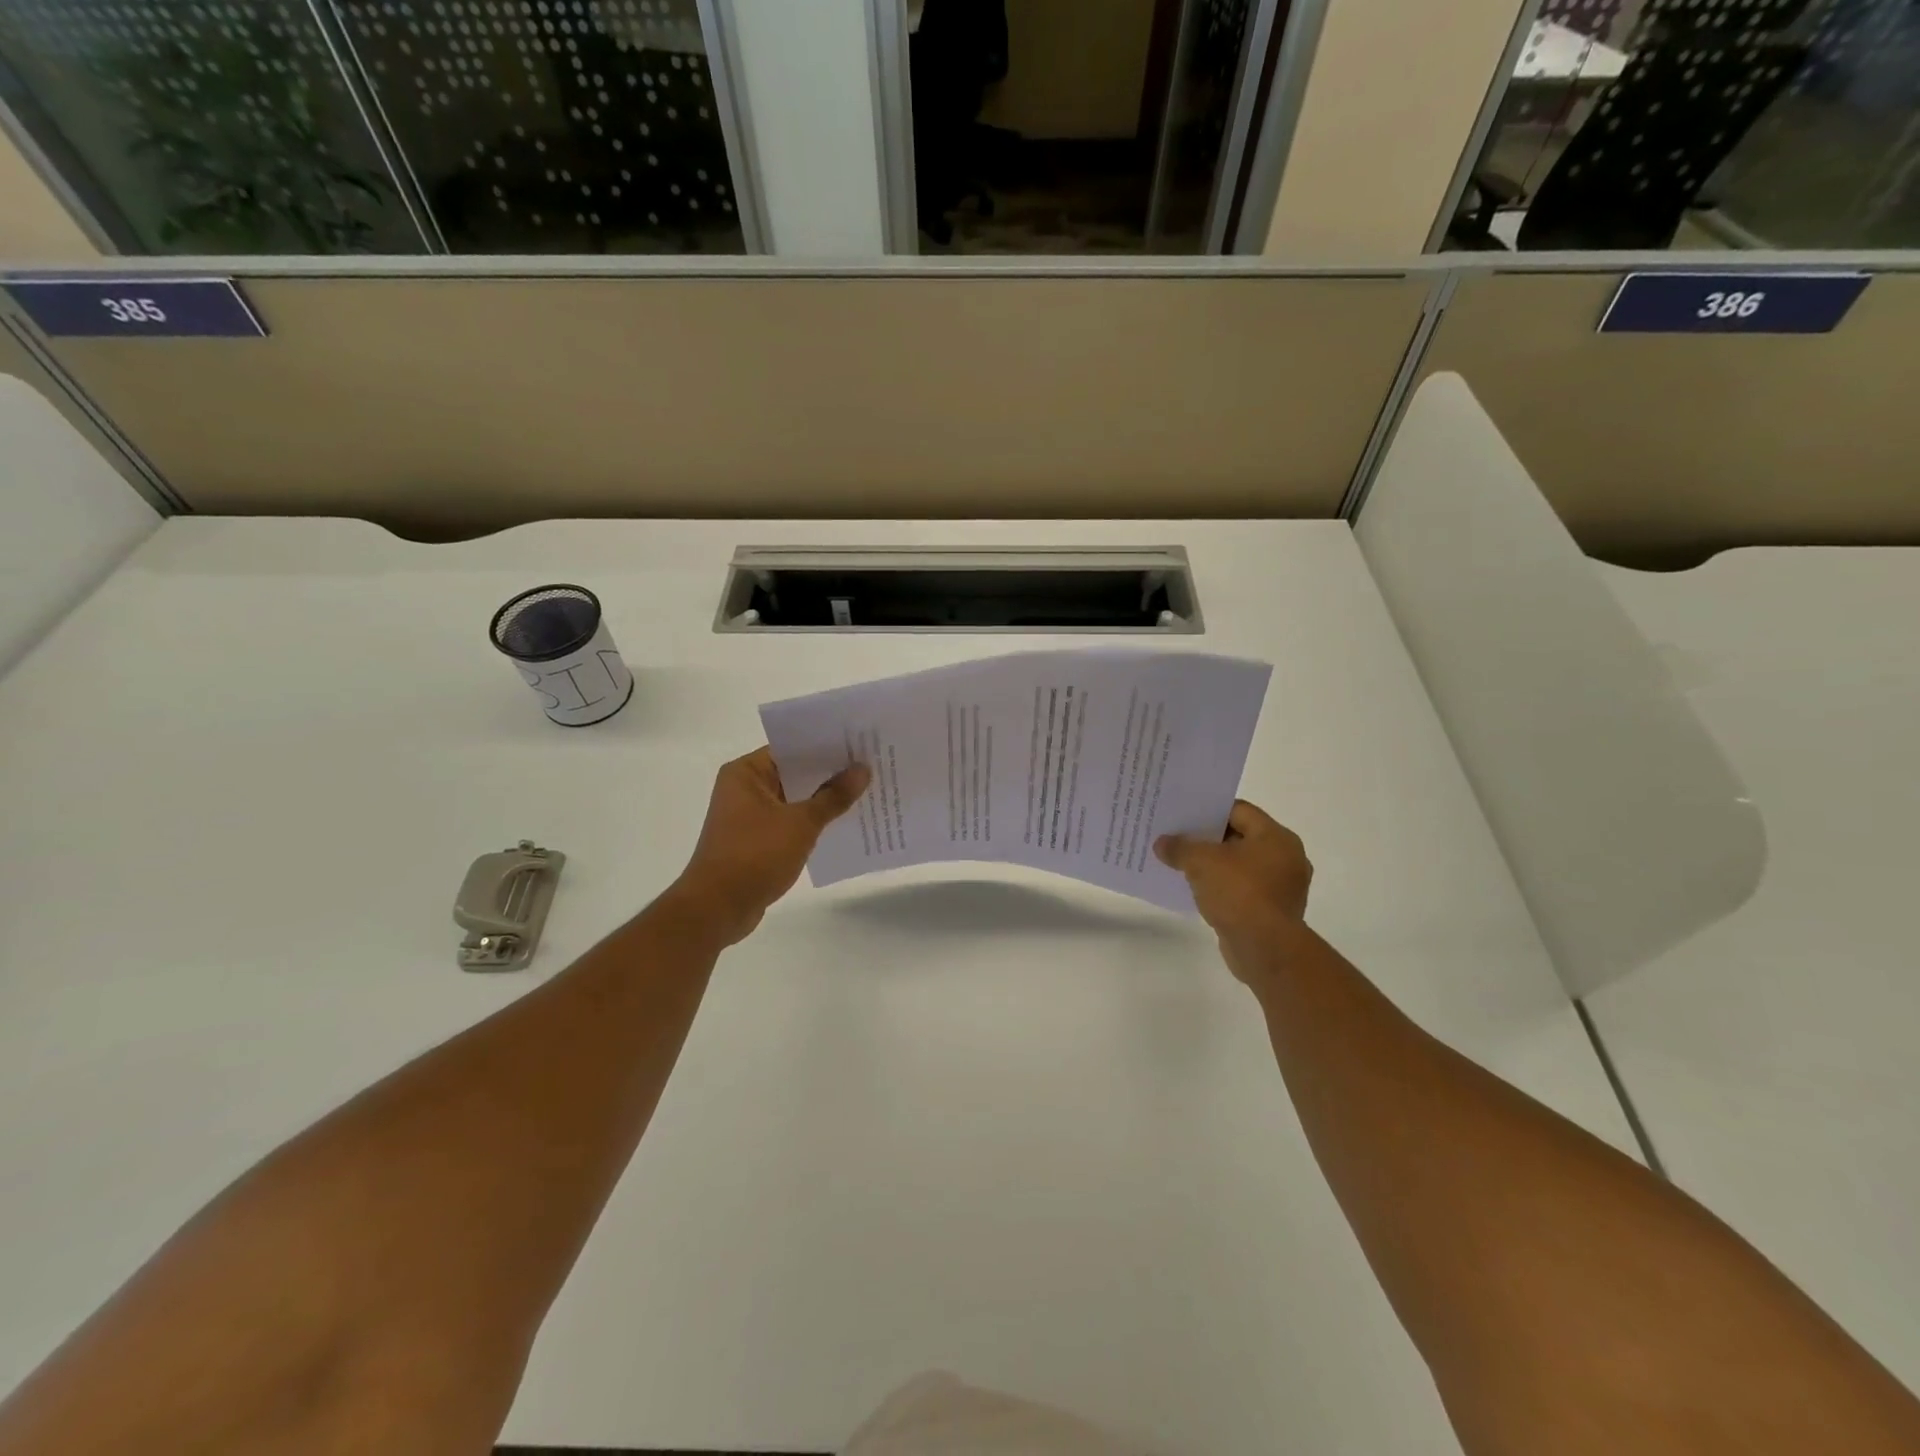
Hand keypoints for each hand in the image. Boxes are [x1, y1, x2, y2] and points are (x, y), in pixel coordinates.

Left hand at [671, 748, 869, 945]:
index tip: (860, 744)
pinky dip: (813, 822)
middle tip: (871, 766)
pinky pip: (790, 822)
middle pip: (794, 773)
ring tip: (866, 792)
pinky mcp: (756, 841)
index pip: (792, 748)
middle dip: (830, 773)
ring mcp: (748, 816)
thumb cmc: (755, 855)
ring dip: (824, 800)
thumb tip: (863, 769)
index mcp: (746, 773)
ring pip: (794, 799)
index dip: (826, 746)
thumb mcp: (801, 823)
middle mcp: (744, 788)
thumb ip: (834, 796)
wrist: (717, 908)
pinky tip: (844, 823)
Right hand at [1155, 801, 1312, 984]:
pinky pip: (1243, 889)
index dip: (1209, 810)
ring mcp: (1282, 887)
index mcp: (1276, 837)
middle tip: (1178, 837)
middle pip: (1240, 837)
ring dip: (1214, 865)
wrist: (1265, 949)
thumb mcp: (1201, 862)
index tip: (1183, 814)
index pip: (1239, 810)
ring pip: (1241, 865)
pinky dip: (1222, 887)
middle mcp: (1286, 858)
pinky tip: (1197, 890)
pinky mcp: (1273, 911)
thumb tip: (1162, 843)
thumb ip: (1180, 847)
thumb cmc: (1239, 893)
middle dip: (1208, 838)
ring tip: (1183, 864)